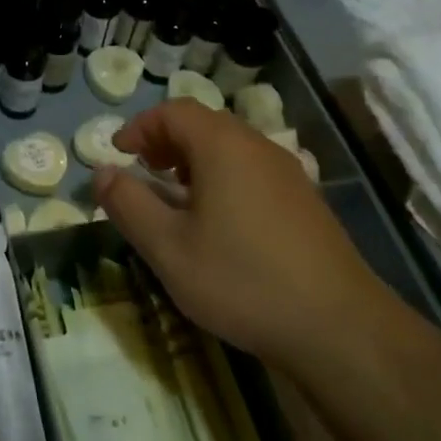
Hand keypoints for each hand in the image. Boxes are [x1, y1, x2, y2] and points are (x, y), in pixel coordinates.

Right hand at [92, 99, 390, 368]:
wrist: (340, 327)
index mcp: (222, 146)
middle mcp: (258, 147)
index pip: (174, 112)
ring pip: (230, 147)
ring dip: (194, 159)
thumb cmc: (242, 280)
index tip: (118, 152)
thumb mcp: (168, 248)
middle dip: (165, 141)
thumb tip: (101, 172)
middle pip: (204, 124)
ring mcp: (288, 173)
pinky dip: (222, 176)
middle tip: (142, 170)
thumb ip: (128, 204)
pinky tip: (218, 220)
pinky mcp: (305, 200)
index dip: (140, 126)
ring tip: (174, 194)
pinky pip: (252, 170)